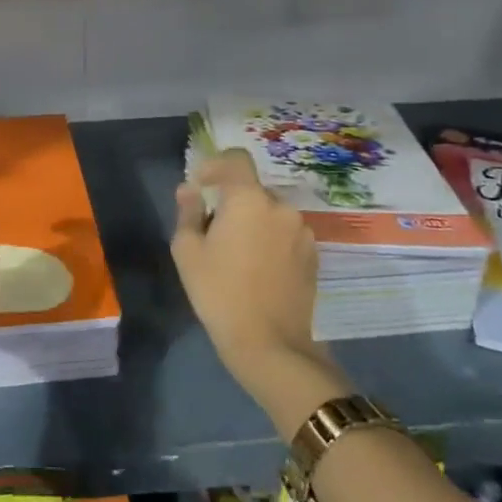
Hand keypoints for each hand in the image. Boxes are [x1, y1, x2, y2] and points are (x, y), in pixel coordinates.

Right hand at [172, 149, 349, 429]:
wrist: (269, 342)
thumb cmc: (219, 291)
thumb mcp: (187, 251)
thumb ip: (188, 212)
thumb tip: (189, 190)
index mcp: (249, 199)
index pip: (236, 159)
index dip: (216, 165)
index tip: (201, 186)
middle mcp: (281, 207)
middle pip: (252, 190)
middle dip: (233, 203)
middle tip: (214, 232)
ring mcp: (303, 231)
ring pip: (271, 214)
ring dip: (254, 223)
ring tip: (238, 256)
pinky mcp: (314, 255)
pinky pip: (286, 234)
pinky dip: (271, 241)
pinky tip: (259, 270)